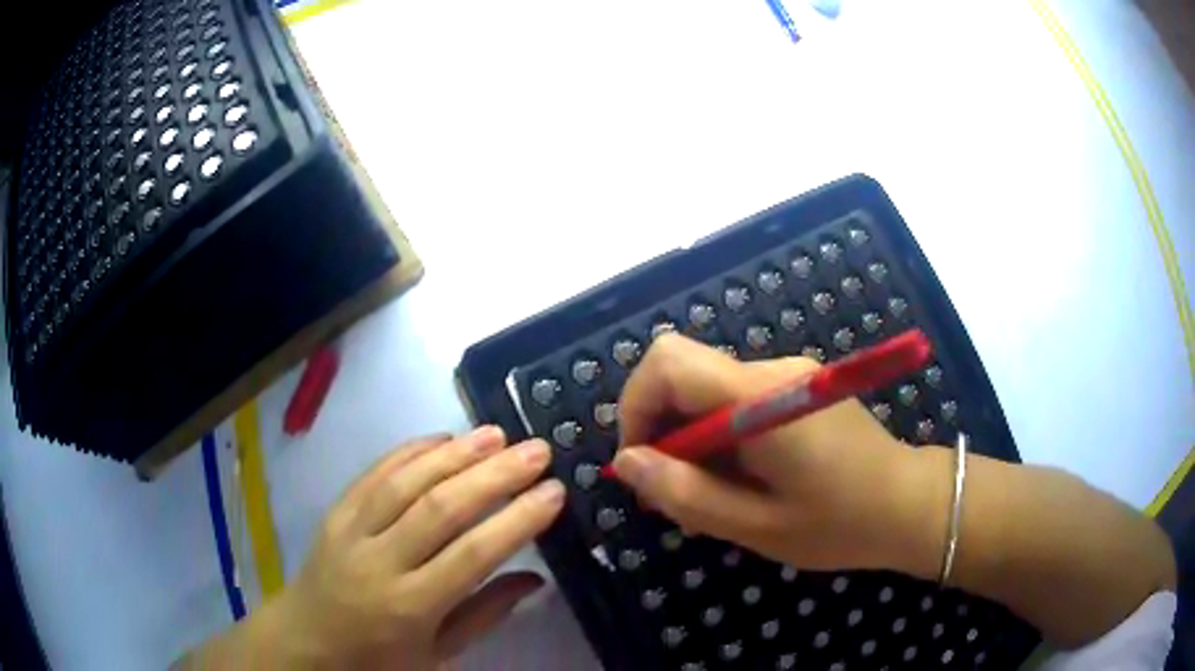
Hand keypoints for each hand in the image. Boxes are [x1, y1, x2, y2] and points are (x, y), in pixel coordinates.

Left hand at [249, 429, 564, 668]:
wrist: (305, 641)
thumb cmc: (377, 659)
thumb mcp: (437, 655)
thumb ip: (485, 615)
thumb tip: (534, 578)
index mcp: (408, 607)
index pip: (471, 556)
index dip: (516, 521)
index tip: (553, 493)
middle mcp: (378, 562)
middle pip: (440, 509)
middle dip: (494, 476)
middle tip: (536, 451)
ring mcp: (350, 531)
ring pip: (406, 482)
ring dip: (455, 453)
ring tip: (497, 434)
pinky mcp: (335, 512)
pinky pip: (374, 473)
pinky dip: (410, 451)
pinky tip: (443, 438)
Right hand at [610, 334, 939, 574]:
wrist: (909, 504)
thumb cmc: (840, 523)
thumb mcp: (756, 525)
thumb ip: (686, 494)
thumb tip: (626, 463)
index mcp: (761, 397)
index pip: (669, 362)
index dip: (636, 406)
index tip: (641, 465)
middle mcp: (771, 369)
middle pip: (683, 373)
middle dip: (661, 430)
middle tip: (672, 493)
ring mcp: (787, 373)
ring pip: (706, 389)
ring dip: (691, 440)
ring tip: (710, 497)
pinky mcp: (797, 385)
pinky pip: (734, 399)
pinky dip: (718, 436)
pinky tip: (740, 480)